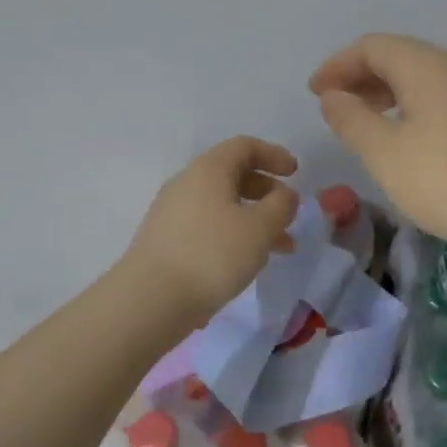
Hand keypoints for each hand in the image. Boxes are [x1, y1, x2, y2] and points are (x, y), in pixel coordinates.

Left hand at [122, 137, 300, 322]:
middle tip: (289, 214)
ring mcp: (173, 213)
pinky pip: (209, 226)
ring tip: (280, 248)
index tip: (296, 173)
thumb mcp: (260, 228)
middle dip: (267, 192)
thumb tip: (285, 196)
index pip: (244, 146)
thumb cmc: (212, 254)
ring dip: (255, 219)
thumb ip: (281, 206)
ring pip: (223, 205)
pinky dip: (234, 234)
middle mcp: (187, 184)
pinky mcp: (167, 240)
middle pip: (233, 175)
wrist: (151, 299)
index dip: (274, 155)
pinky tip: (247, 261)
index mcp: (209, 170)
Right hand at [310, 34, 446, 268]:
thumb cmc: (444, 180)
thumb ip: (351, 119)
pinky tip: (406, 138)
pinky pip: (442, 98)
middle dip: (361, 76)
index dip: (338, 65)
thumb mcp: (384, 152)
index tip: (314, 93)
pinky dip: (413, 107)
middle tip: (335, 107)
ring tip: (364, 122)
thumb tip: (333, 95)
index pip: (373, 46)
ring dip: (387, 92)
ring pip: (423, 78)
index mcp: (426, 66)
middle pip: (400, 56)